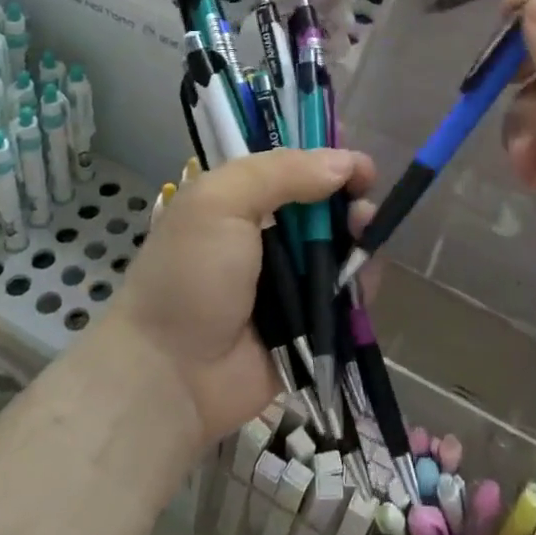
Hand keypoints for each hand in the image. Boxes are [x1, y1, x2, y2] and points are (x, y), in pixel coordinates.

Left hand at [108, 147, 375, 443]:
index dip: (328, 158)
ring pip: (341, 246)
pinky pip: (347, 293)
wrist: (170, 376)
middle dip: (351, 198)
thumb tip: (344, 162)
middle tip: (363, 205)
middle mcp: (267, 234)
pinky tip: (365, 276)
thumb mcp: (220, 202)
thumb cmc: (189, 276)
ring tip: (365, 238)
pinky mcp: (309, 322)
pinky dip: (362, 281)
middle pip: (325, 204)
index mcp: (240, 200)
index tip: (357, 166)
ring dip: (361, 237)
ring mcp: (290, 279)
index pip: (293, 165)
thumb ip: (282, 171)